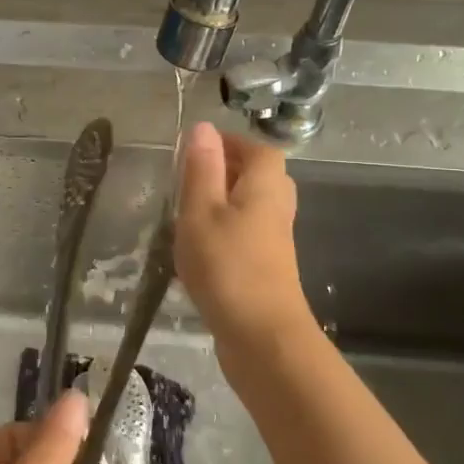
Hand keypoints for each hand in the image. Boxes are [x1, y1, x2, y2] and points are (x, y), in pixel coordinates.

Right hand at [175, 121, 309, 347]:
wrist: (262, 336)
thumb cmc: (227, 266)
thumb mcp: (201, 211)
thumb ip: (201, 169)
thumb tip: (204, 127)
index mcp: (265, 185)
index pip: (257, 149)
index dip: (229, 144)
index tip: (194, 150)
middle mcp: (278, 207)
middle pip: (257, 176)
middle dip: (225, 171)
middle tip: (187, 178)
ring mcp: (275, 240)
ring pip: (250, 206)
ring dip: (222, 203)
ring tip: (186, 212)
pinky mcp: (267, 267)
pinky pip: (246, 233)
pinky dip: (224, 230)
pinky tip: (198, 248)